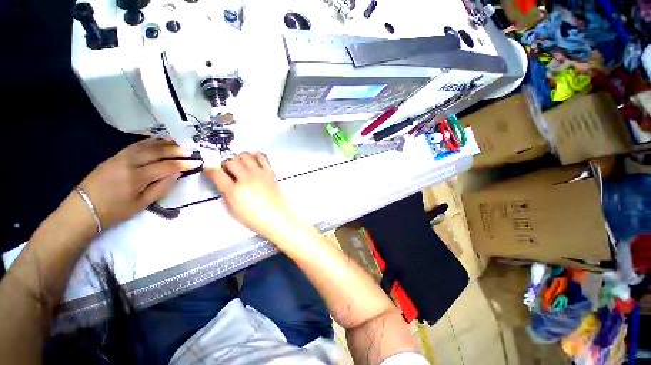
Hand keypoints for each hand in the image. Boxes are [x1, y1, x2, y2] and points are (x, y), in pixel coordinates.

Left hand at [78, 139, 201, 228]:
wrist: (83, 209)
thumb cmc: (115, 211)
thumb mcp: (142, 204)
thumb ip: (161, 187)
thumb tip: (177, 173)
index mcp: (137, 177)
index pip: (166, 166)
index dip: (184, 164)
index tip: (198, 162)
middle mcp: (129, 163)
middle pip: (157, 152)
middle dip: (176, 151)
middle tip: (191, 151)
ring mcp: (120, 157)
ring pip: (146, 145)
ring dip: (164, 143)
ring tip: (179, 143)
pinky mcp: (114, 156)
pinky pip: (135, 145)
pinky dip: (149, 141)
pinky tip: (158, 140)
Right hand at [203, 152, 297, 238]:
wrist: (277, 218)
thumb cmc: (254, 219)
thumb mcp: (233, 210)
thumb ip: (225, 194)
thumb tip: (223, 182)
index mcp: (234, 191)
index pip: (216, 173)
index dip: (210, 169)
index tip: (209, 169)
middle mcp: (246, 178)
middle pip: (231, 161)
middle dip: (225, 164)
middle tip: (228, 170)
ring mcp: (259, 174)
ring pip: (245, 155)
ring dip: (239, 158)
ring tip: (241, 166)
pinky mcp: (270, 172)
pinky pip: (262, 156)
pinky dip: (255, 156)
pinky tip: (253, 162)